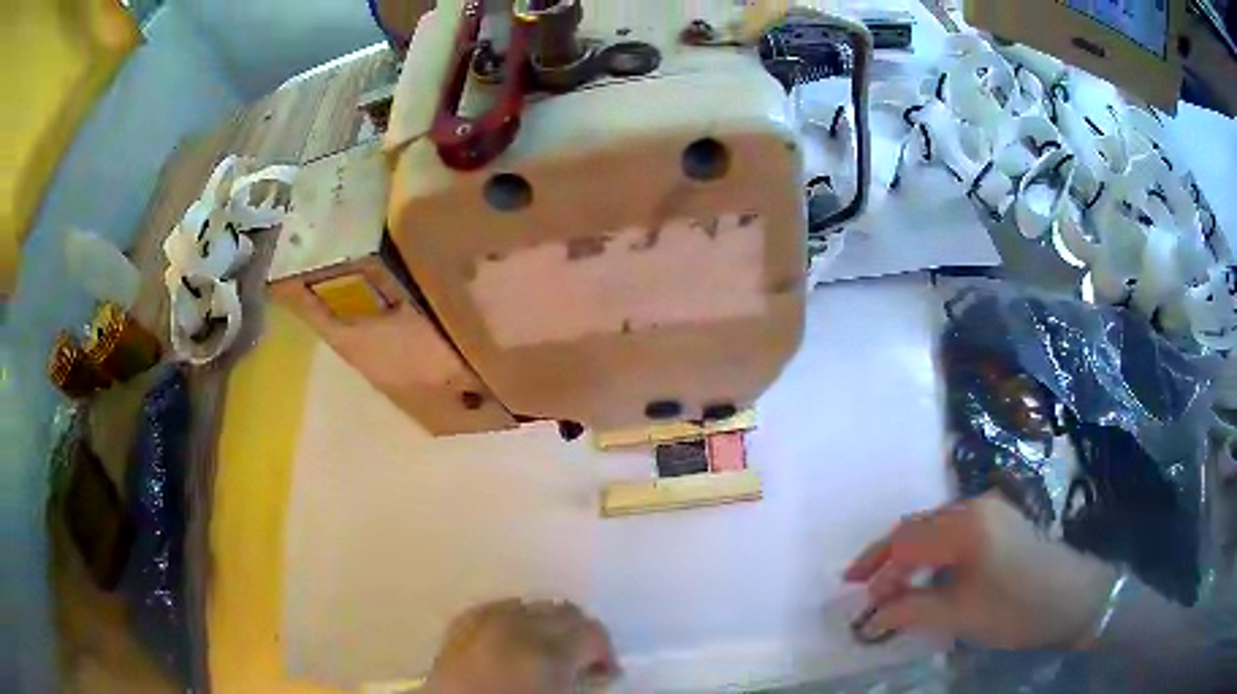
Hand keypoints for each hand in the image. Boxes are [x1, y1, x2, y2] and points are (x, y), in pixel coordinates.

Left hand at [425, 599, 618, 693]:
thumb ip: (581, 681)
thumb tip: (598, 672)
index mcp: (544, 650)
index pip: (591, 631)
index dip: (604, 651)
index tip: (606, 673)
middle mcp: (514, 625)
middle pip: (561, 611)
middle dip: (577, 634)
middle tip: (582, 664)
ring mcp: (481, 622)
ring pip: (527, 607)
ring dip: (543, 626)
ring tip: (546, 655)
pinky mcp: (456, 627)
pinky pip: (493, 611)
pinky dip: (509, 622)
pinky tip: (512, 644)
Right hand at [844, 493, 1119, 649]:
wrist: (1073, 597)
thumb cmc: (1016, 609)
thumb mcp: (960, 615)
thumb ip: (911, 611)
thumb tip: (871, 616)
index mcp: (965, 524)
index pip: (905, 541)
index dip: (876, 568)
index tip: (856, 595)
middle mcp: (975, 505)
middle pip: (917, 526)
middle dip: (887, 557)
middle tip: (866, 588)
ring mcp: (991, 508)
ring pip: (934, 525)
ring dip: (909, 553)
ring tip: (893, 584)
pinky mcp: (1001, 518)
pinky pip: (953, 528)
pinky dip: (932, 550)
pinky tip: (929, 572)